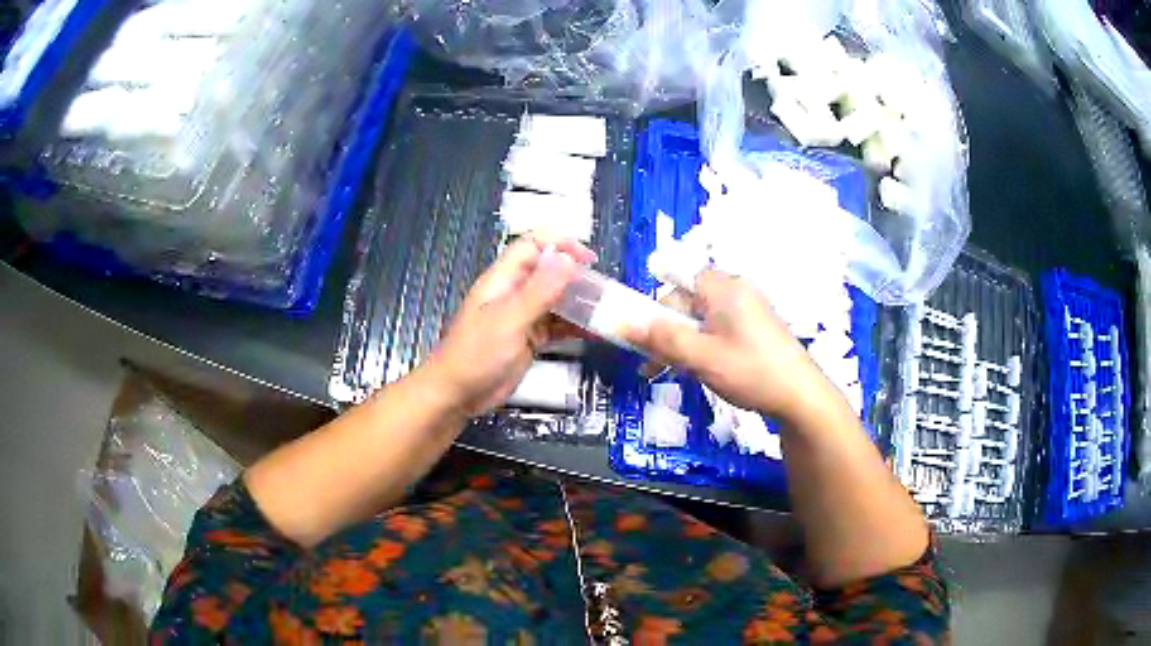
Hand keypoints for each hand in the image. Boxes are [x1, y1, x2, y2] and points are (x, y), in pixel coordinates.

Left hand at [421, 234, 594, 416]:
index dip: (560, 244)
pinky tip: (595, 331)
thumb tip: (567, 256)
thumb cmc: (477, 354)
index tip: (588, 259)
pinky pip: (556, 325)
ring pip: (556, 299)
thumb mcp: (510, 320)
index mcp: (503, 279)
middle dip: (576, 276)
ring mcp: (522, 316)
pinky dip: (575, 326)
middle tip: (603, 290)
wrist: (456, 395)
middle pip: (549, 272)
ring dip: (579, 302)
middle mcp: (514, 293)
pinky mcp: (529, 339)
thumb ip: (539, 289)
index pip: (532, 246)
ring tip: (605, 310)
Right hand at [623, 270, 839, 423]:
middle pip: (688, 301)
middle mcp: (736, 291)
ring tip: (673, 373)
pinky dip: (704, 347)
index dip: (659, 304)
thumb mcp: (701, 357)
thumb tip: (621, 323)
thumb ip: (661, 339)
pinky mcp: (756, 330)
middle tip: (655, 364)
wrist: (800, 397)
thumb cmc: (751, 371)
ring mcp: (749, 311)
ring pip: (702, 320)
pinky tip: (700, 371)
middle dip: (668, 330)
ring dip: (683, 343)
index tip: (648, 335)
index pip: (679, 279)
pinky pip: (719, 330)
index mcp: (724, 288)